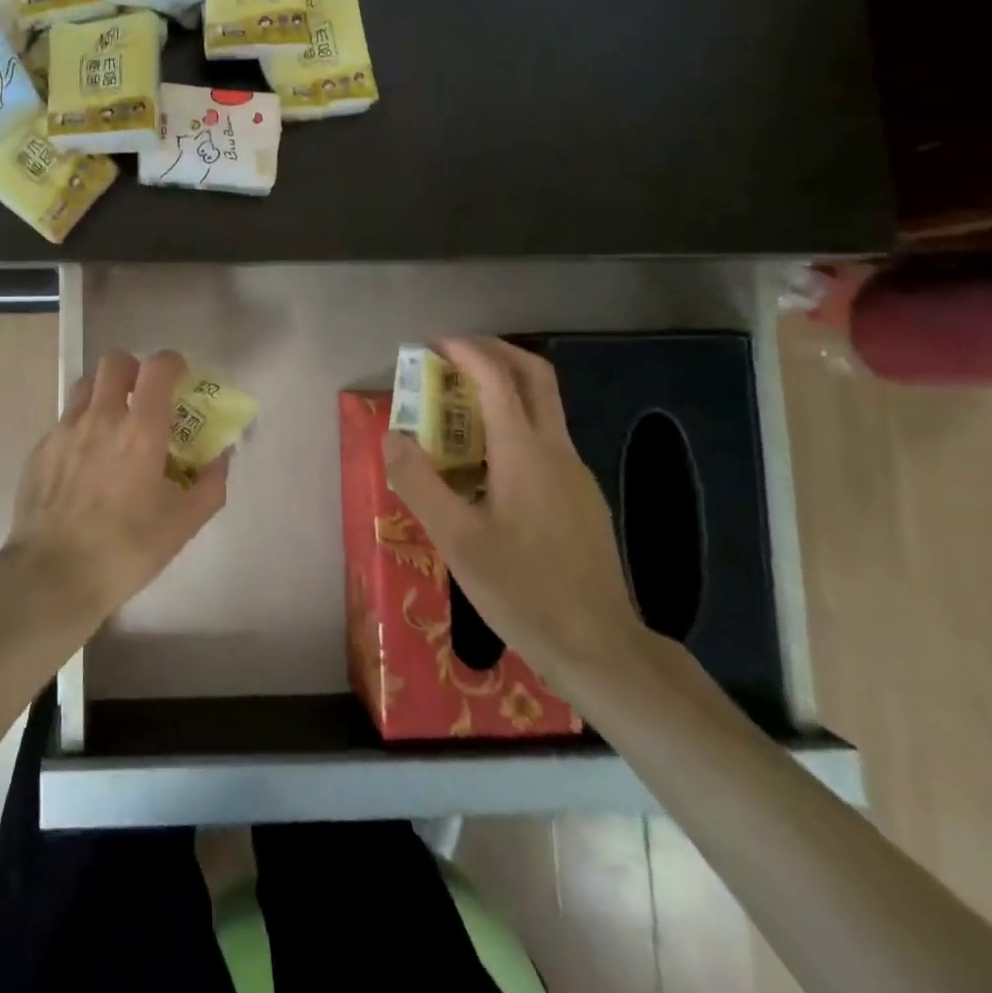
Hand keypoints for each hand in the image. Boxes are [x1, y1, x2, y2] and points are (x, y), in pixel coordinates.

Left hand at [0, 348, 229, 630]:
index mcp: (140, 430)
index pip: (157, 367)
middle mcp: (101, 418)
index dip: (172, 363)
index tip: (180, 377)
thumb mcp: (183, 524)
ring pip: (86, 384)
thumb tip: (220, 457)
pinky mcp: (40, 449)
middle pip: (114, 362)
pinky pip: (65, 420)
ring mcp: (65, 430)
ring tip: (114, 422)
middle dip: (134, 369)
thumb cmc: (126, 550)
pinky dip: (82, 425)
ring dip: (105, 391)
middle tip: (144, 396)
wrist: (52, 575)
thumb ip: (210, 485)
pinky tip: (86, 460)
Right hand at [381, 336, 646, 685]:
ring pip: (542, 407)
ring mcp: (574, 473)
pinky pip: (543, 439)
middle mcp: (556, 450)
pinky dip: (511, 424)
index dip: (464, 352)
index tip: (431, 345)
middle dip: (494, 352)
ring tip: (456, 408)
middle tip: (451, 355)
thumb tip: (393, 436)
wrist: (599, 647)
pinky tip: (484, 464)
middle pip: (534, 376)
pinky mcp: (579, 497)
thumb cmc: (522, 590)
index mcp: (525, 452)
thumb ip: (419, 481)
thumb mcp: (455, 539)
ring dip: (502, 388)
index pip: (497, 378)